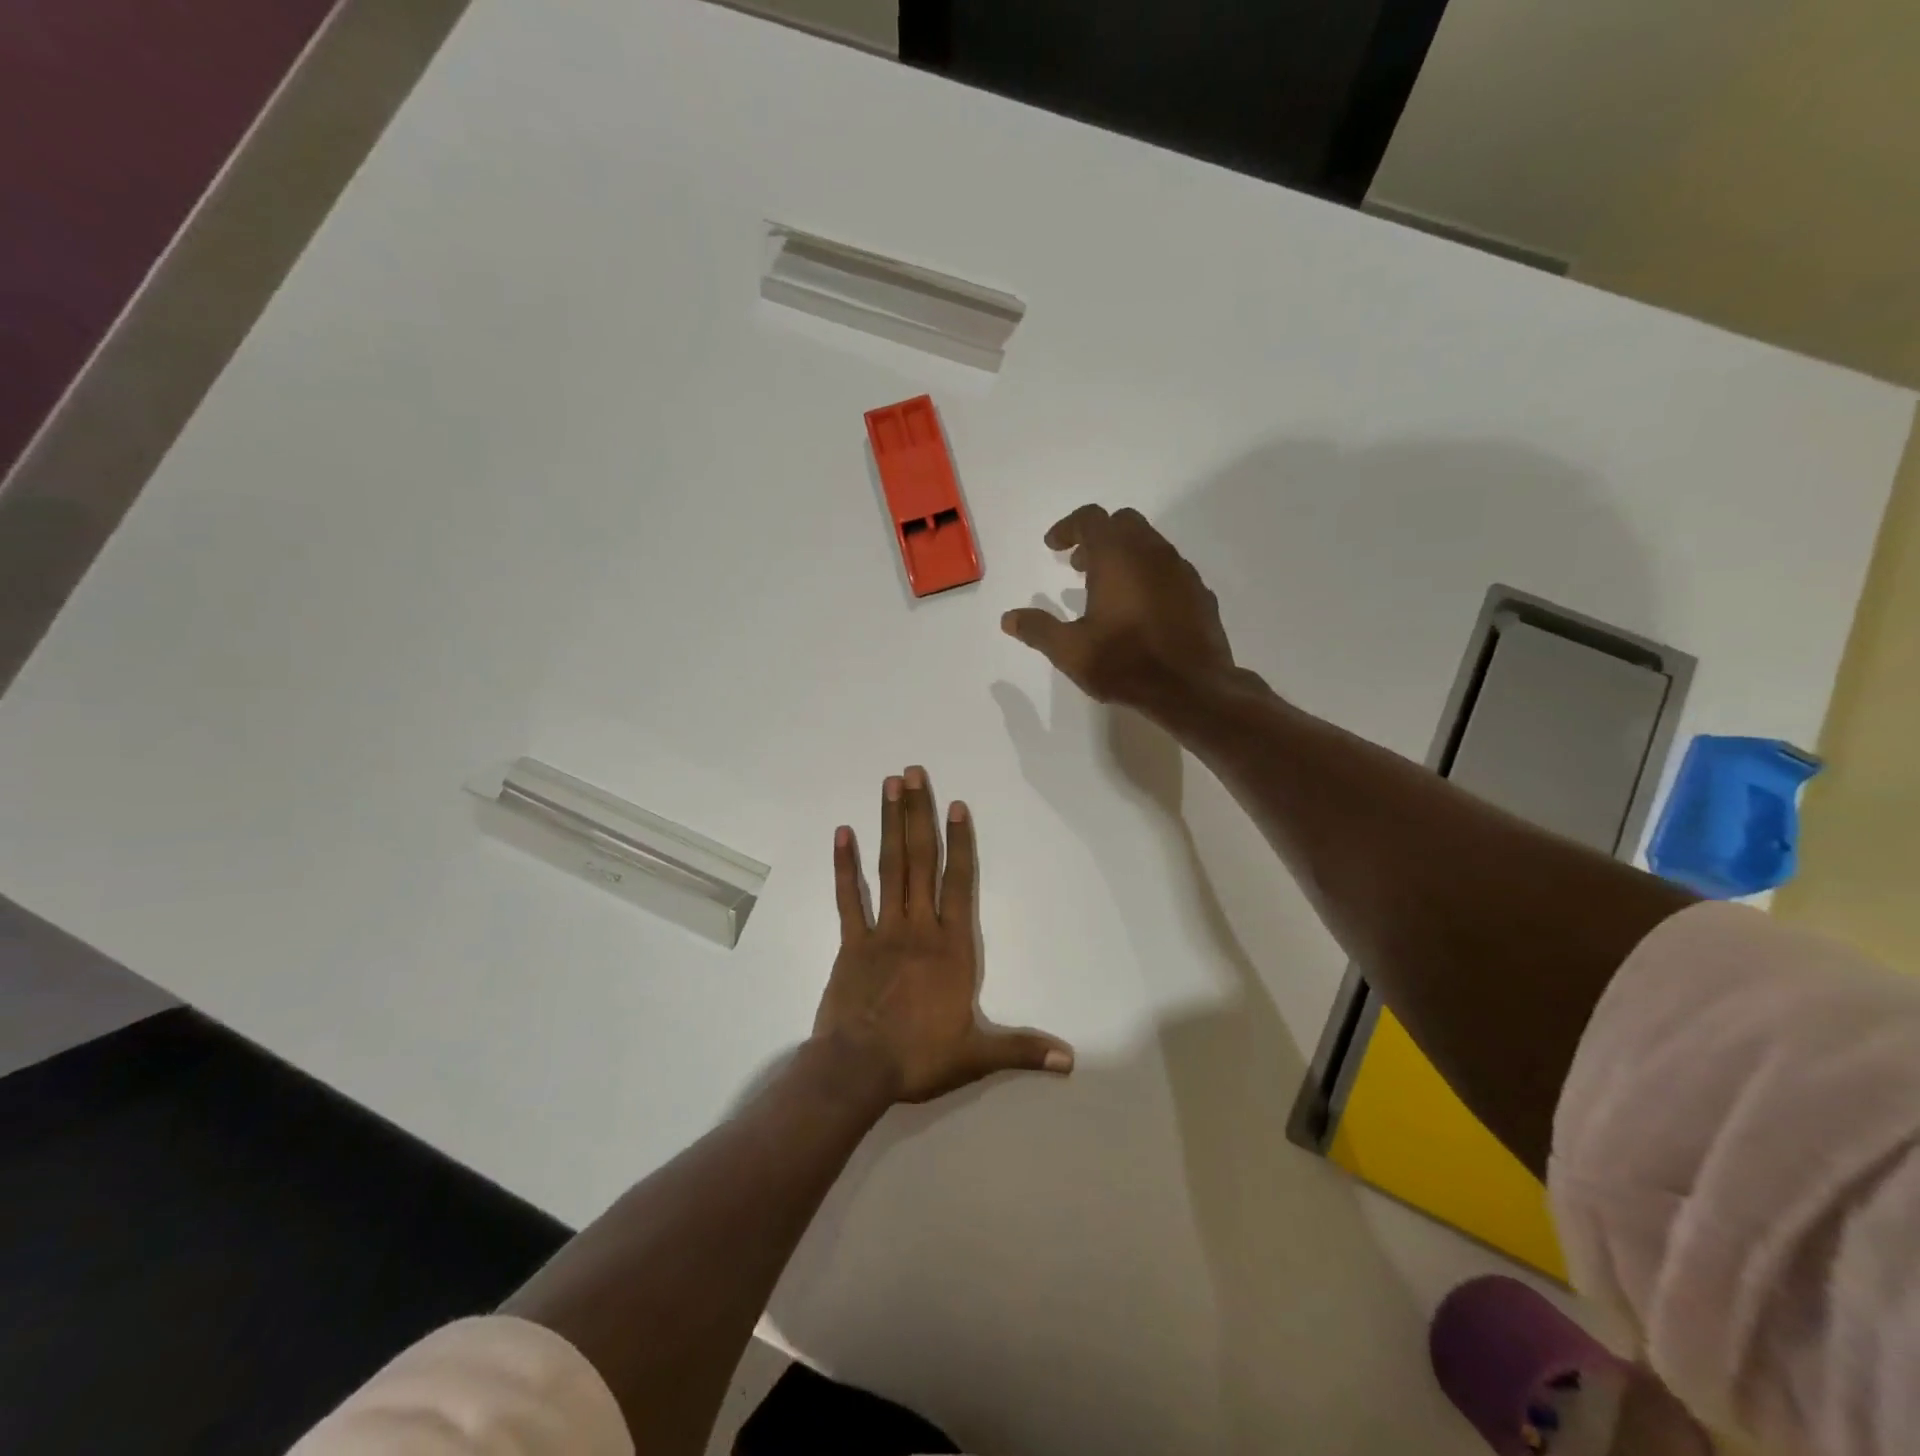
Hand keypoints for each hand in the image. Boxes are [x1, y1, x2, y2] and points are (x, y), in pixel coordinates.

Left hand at [813, 767, 1073, 1103]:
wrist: (857, 1070)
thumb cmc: (920, 1057)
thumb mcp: (977, 1056)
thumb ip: (1023, 1049)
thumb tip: (1070, 1060)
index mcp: (951, 946)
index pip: (959, 883)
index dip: (960, 842)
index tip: (956, 805)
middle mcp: (918, 927)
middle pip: (920, 860)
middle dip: (919, 814)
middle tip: (913, 772)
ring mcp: (881, 931)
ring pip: (888, 868)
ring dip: (889, 825)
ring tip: (889, 786)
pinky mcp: (850, 943)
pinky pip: (847, 898)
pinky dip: (844, 865)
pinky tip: (842, 832)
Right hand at [1000, 505, 1241, 719]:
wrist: (1191, 688)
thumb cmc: (1125, 663)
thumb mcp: (1070, 651)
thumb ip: (1038, 630)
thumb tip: (1009, 619)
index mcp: (1117, 557)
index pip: (1090, 518)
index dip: (1067, 528)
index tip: (1053, 547)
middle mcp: (1152, 553)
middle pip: (1123, 522)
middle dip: (1097, 537)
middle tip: (1078, 565)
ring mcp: (1181, 571)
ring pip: (1150, 543)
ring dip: (1124, 555)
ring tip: (1107, 588)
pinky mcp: (1199, 592)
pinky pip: (1169, 569)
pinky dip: (1148, 575)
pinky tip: (1141, 608)